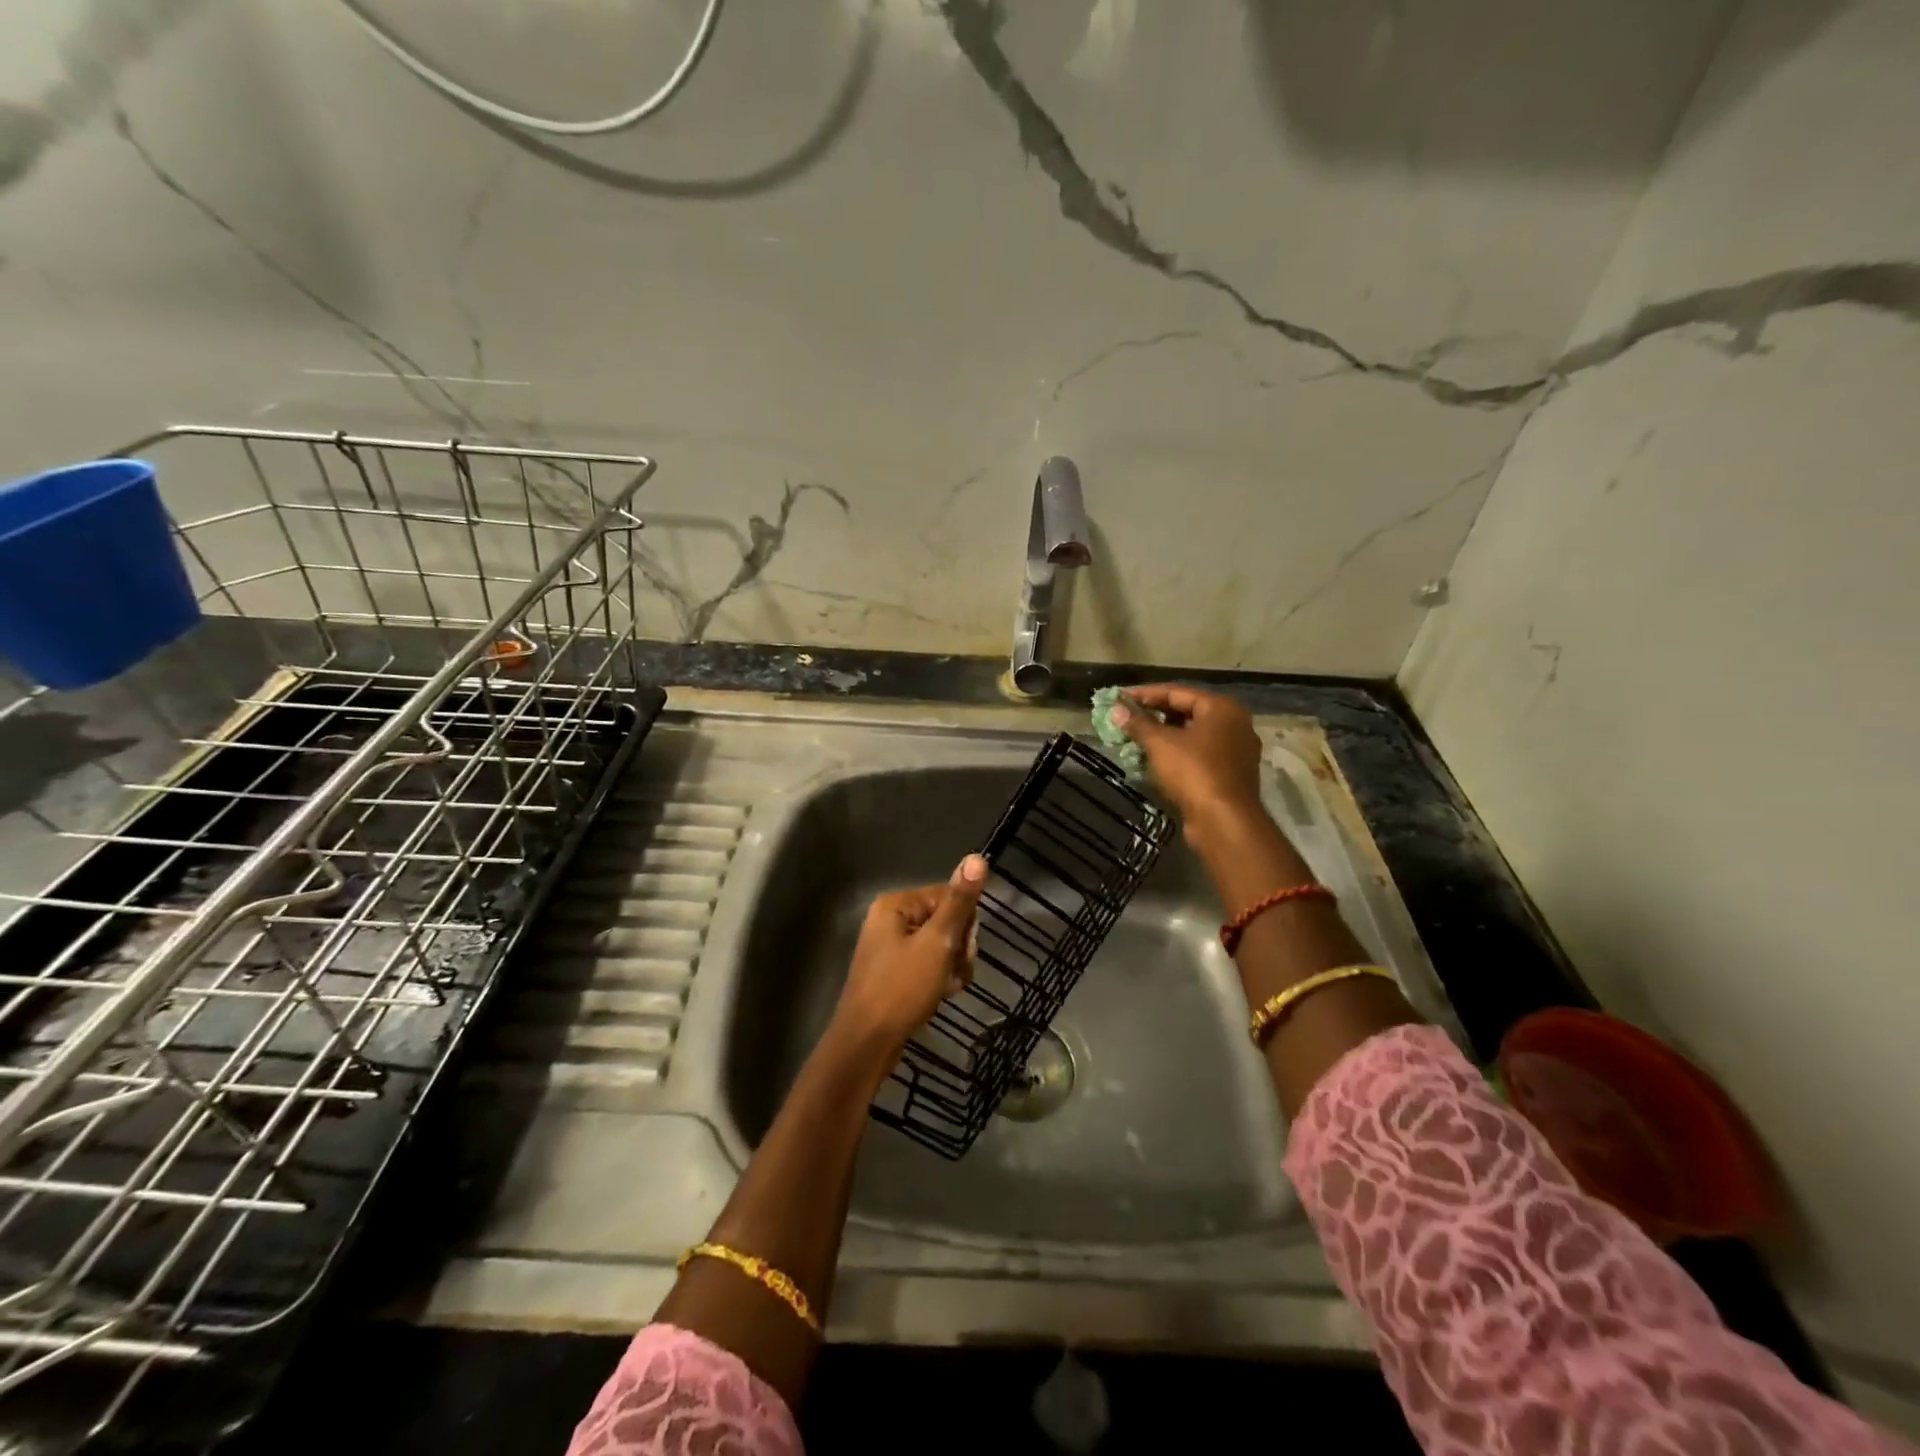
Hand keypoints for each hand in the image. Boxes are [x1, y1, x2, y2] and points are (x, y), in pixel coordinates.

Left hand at [832, 854, 988, 1052]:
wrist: (867, 1043)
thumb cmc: (902, 988)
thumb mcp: (937, 943)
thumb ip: (959, 902)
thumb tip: (977, 856)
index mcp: (896, 905)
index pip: (948, 895)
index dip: (964, 922)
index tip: (965, 949)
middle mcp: (890, 920)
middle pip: (945, 920)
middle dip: (959, 946)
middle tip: (955, 971)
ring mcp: (891, 948)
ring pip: (940, 945)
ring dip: (952, 965)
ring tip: (947, 987)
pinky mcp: (894, 973)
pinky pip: (928, 964)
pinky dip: (939, 978)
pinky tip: (941, 994)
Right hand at [1110, 684, 1264, 834]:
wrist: (1224, 822)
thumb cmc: (1194, 772)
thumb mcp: (1160, 744)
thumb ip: (1138, 723)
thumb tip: (1116, 710)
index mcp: (1222, 708)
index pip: (1177, 691)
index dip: (1145, 694)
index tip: (1119, 698)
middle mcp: (1234, 724)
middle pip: (1187, 711)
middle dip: (1154, 714)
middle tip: (1127, 718)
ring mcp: (1236, 751)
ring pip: (1193, 735)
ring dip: (1164, 736)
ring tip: (1136, 738)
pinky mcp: (1231, 775)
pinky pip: (1199, 755)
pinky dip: (1177, 754)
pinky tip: (1155, 760)